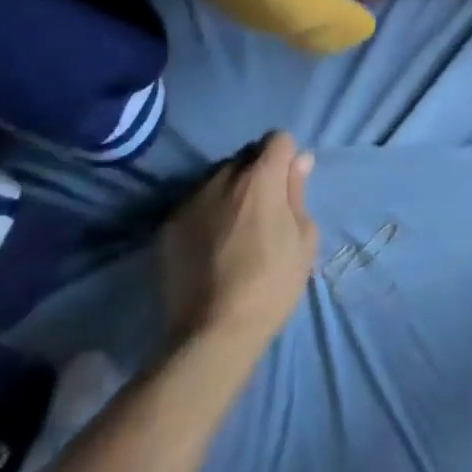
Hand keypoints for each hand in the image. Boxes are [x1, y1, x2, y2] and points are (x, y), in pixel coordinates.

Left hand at [163, 132, 317, 348]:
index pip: (277, 139)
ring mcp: (190, 200)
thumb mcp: (304, 238)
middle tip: (264, 209)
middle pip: (245, 156)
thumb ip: (298, 192)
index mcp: (261, 178)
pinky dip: (207, 213)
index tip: (289, 184)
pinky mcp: (168, 225)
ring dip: (230, 191)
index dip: (287, 157)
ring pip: (217, 178)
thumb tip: (300, 160)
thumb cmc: (272, 283)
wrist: (213, 331)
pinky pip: (195, 204)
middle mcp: (222, 178)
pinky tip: (211, 245)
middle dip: (258, 172)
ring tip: (234, 228)